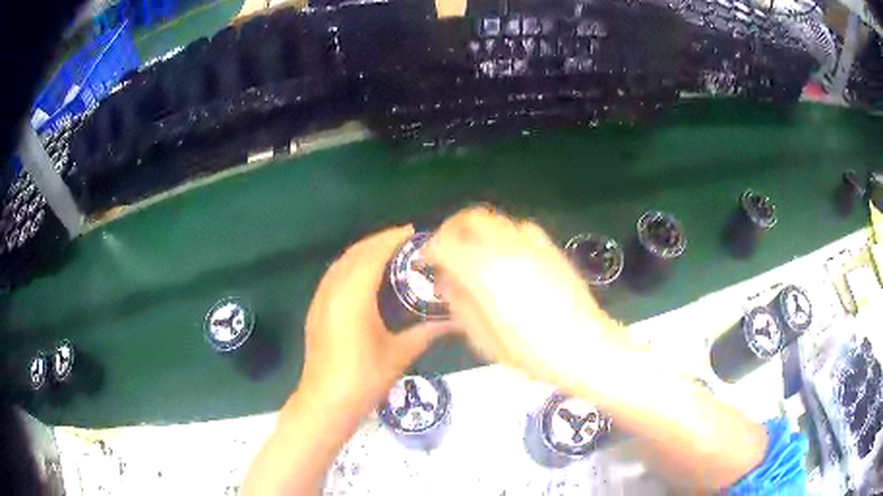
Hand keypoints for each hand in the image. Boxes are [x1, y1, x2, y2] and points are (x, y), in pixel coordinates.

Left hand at [298, 225, 449, 414]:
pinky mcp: (315, 310)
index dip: (391, 240)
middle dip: (378, 241)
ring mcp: (320, 300)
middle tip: (404, 239)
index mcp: (353, 298)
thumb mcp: (399, 354)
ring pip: (340, 263)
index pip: (372, 256)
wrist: (325, 402)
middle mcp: (333, 291)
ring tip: (387, 251)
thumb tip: (458, 321)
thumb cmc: (364, 379)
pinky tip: (363, 275)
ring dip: (362, 252)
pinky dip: (349, 265)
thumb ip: (428, 332)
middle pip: (354, 254)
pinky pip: (333, 276)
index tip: (412, 232)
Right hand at [426, 206, 628, 396]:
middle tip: (445, 250)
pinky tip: (504, 257)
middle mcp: (507, 248)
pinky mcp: (550, 248)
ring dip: (476, 230)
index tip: (425, 262)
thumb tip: (446, 282)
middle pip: (470, 218)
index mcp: (485, 272)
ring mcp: (532, 244)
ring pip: (494, 219)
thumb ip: (459, 304)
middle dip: (450, 229)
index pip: (445, 244)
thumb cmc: (532, 353)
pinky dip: (501, 235)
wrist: (585, 348)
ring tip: (472, 253)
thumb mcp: (484, 340)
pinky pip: (518, 228)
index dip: (429, 250)